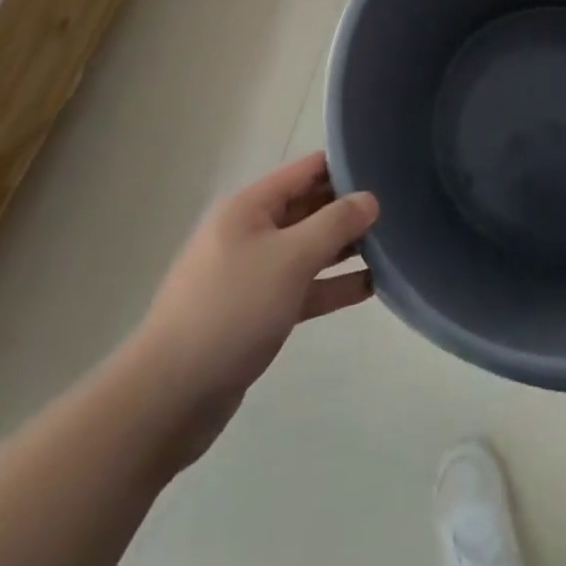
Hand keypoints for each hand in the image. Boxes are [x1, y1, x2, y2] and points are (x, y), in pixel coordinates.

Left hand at [131, 151, 377, 464]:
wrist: (169, 398)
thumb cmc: (231, 310)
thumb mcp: (290, 259)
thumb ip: (334, 225)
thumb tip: (369, 198)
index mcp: (249, 207)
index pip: (305, 171)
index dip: (344, 167)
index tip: (385, 168)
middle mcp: (249, 232)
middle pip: (308, 208)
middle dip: (348, 209)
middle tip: (397, 211)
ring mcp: (251, 274)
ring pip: (307, 250)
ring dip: (343, 249)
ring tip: (392, 247)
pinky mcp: (255, 313)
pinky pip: (301, 288)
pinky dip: (330, 286)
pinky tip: (369, 288)